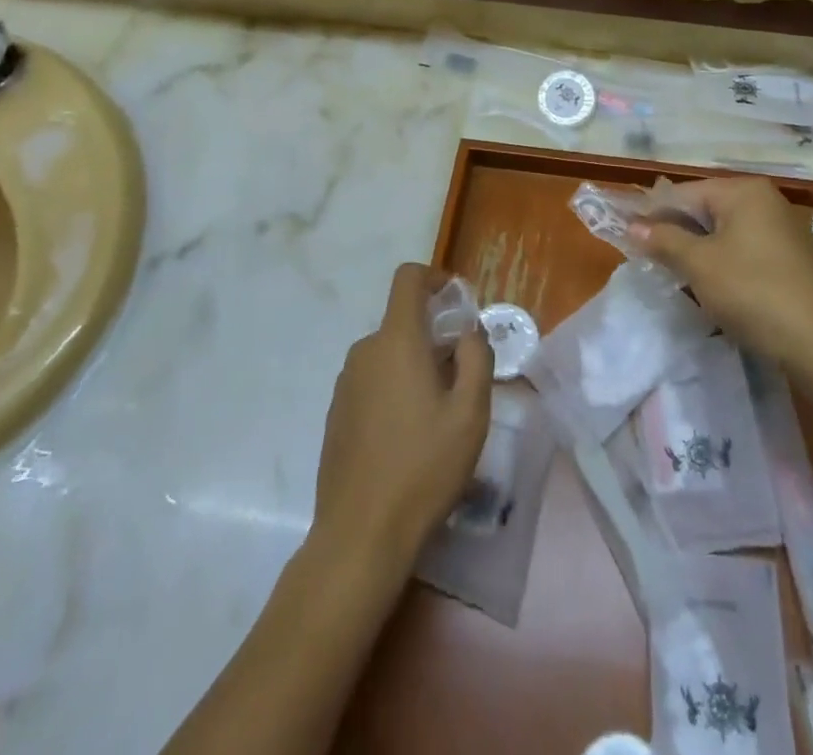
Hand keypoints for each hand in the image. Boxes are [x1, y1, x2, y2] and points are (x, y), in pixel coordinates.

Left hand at [313, 263, 492, 563]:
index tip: (459, 304)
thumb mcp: (470, 412)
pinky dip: (394, 389)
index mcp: (397, 341)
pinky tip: (409, 436)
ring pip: (389, 354)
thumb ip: (476, 357)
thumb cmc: (424, 467)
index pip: (408, 278)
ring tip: (439, 413)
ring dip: (416, 365)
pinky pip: (372, 381)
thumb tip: (468, 330)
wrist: (360, 534)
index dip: (435, 278)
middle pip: (403, 321)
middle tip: (462, 376)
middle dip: (435, 335)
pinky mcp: (337, 413)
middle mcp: (365, 351)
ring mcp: (345, 383)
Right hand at [630, 175, 812, 362]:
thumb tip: (633, 225)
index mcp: (744, 191)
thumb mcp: (699, 265)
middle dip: (677, 233)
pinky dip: (724, 263)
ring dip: (699, 251)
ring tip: (676, 275)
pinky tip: (712, 288)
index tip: (627, 235)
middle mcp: (766, 201)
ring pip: (725, 232)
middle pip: (706, 209)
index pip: (684, 192)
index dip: (653, 213)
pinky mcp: (792, 259)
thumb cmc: (753, 292)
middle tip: (650, 258)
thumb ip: (664, 240)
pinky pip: (745, 250)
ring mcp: (783, 229)